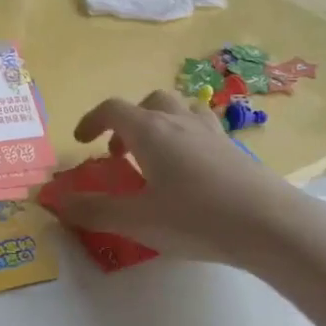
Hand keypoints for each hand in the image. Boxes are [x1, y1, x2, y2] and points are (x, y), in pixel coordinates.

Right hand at [46, 91, 298, 265]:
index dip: (92, 121)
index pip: (113, 109)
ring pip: (180, 110)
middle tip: (121, 154)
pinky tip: (191, 173)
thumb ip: (94, 210)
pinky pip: (203, 129)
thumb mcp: (137, 220)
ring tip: (157, 158)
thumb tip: (55, 203)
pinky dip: (187, 139)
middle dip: (129, 122)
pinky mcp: (235, 149)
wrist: (270, 224)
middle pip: (149, 101)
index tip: (82, 142)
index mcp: (150, 130)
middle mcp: (180, 121)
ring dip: (161, 124)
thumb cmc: (196, 218)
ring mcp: (212, 132)